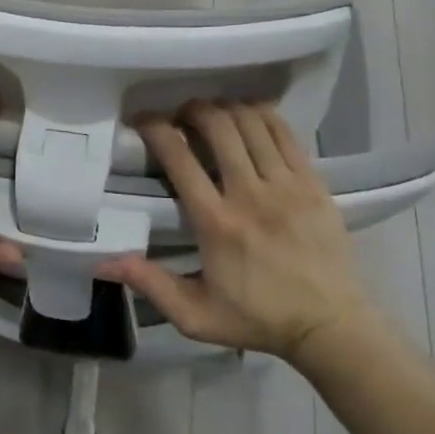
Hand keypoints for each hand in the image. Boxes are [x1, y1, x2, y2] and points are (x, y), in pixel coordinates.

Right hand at [99, 101, 371, 364]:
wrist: (330, 325)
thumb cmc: (258, 318)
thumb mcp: (196, 316)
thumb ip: (150, 285)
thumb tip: (104, 261)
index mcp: (216, 223)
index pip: (180, 159)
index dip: (157, 130)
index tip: (144, 120)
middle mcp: (249, 194)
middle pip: (218, 127)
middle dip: (192, 110)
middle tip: (181, 114)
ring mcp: (285, 184)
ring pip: (251, 122)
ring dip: (226, 109)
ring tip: (213, 113)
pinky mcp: (312, 181)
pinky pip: (284, 132)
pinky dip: (262, 115)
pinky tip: (249, 116)